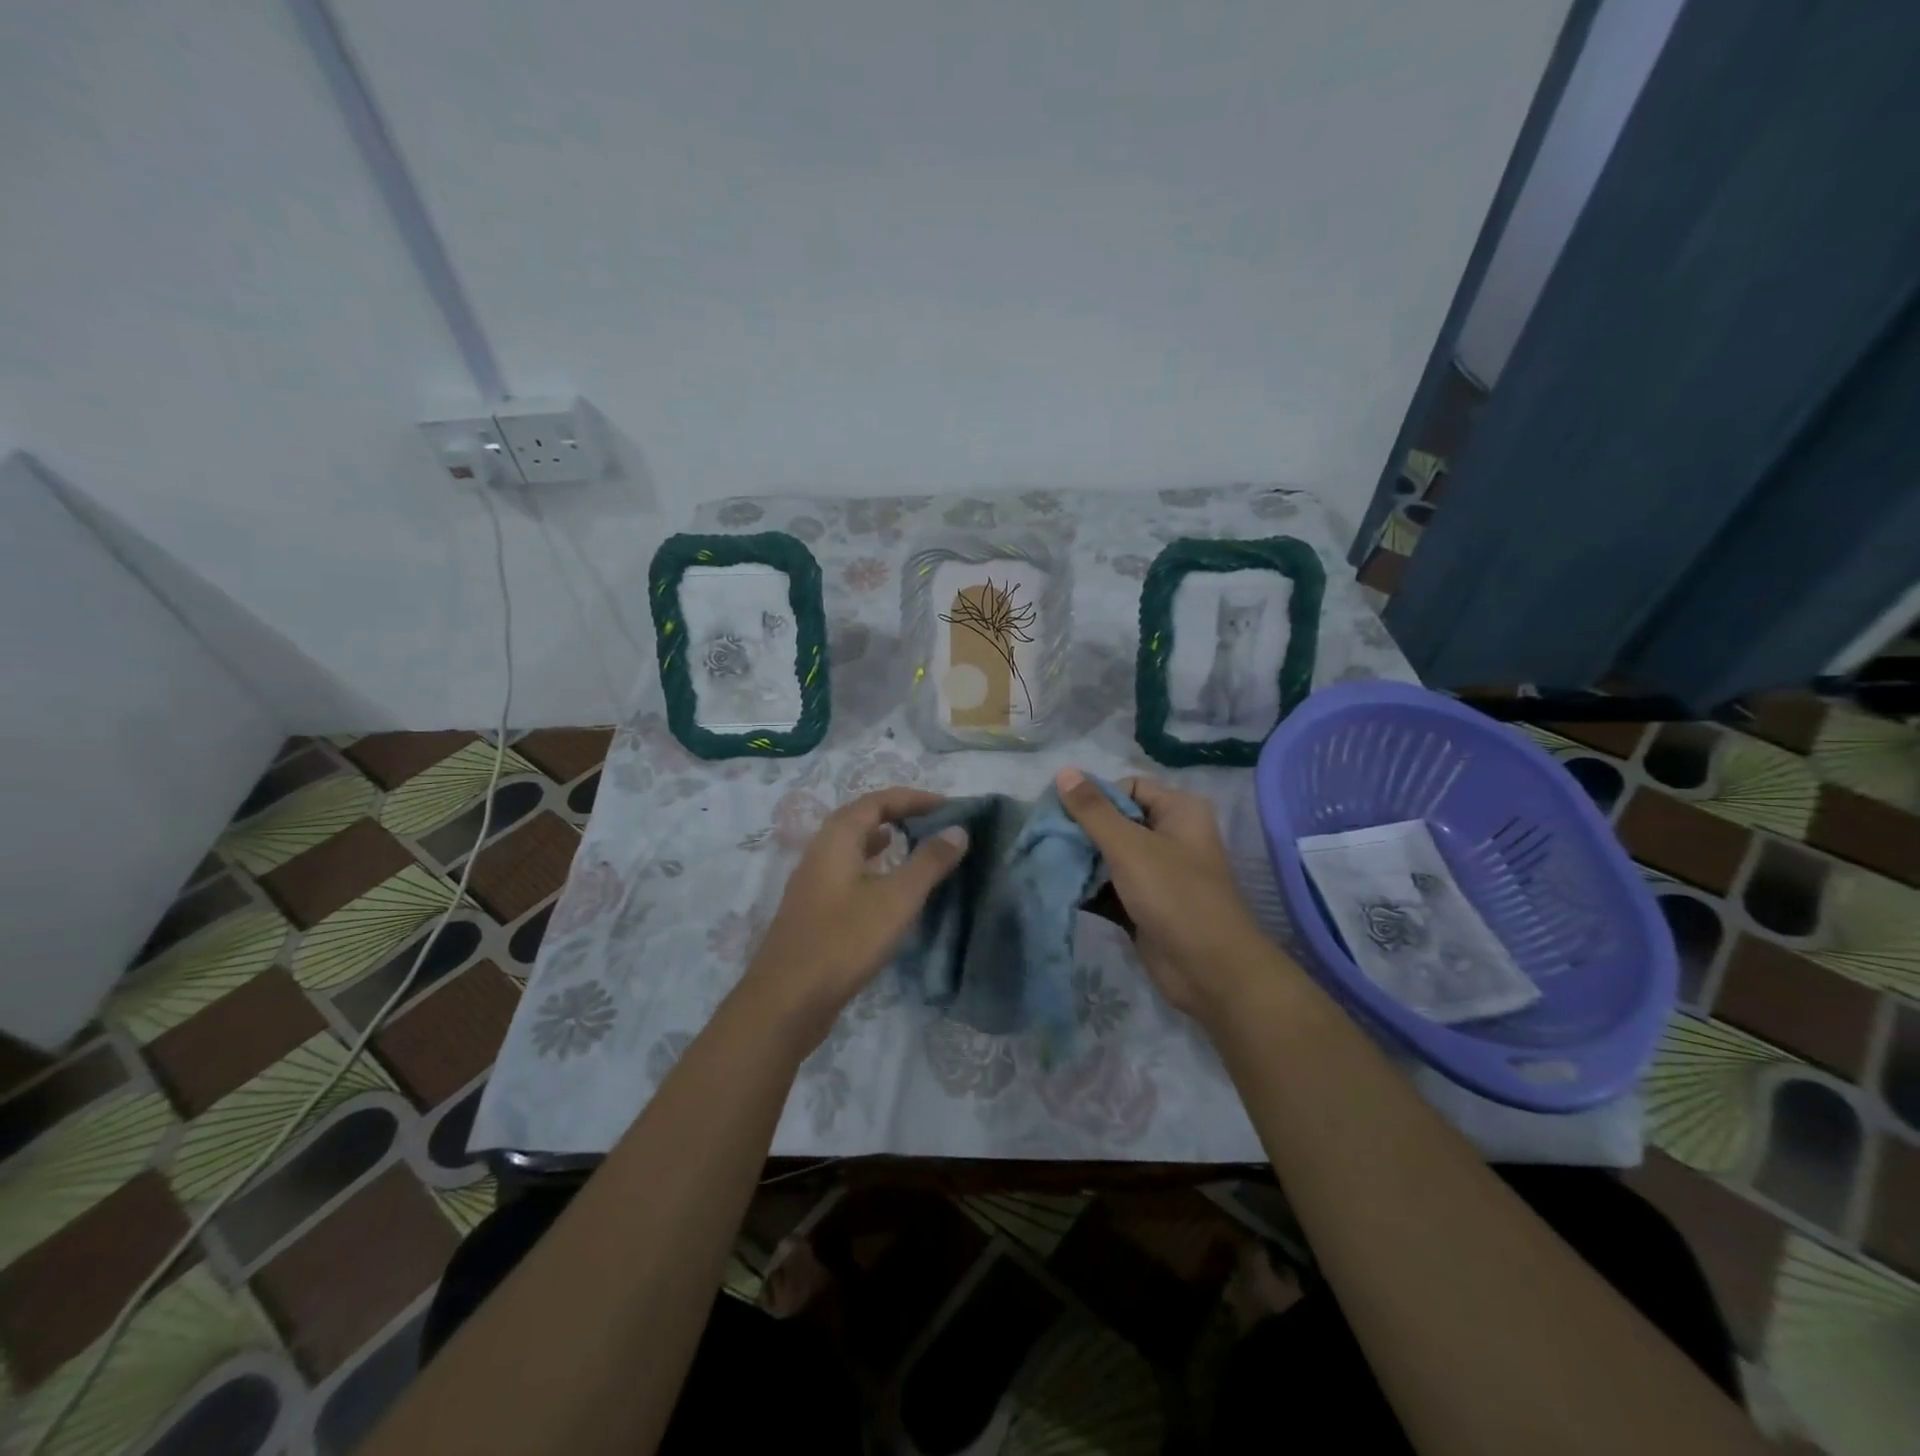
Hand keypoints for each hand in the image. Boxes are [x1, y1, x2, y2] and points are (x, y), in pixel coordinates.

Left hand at [738, 787, 967, 1047]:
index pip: (877, 801)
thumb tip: (958, 829)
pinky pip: (848, 871)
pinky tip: (888, 887)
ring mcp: (813, 882)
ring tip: (914, 844)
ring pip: (852, 846)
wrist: (787, 1001)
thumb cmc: (845, 941)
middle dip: (898, 814)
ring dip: (883, 839)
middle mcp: (820, 852)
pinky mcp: (814, 910)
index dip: (913, 798)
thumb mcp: (897, 899)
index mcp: (836, 838)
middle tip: (934, 822)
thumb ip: (929, 862)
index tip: (947, 806)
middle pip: (861, 818)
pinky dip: (873, 866)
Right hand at [1056, 768, 1282, 1020]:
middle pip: (1116, 821)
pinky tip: (1058, 889)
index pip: (1128, 788)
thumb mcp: (1129, 846)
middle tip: (1046, 839)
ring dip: (1081, 861)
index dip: (1096, 798)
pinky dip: (1088, 888)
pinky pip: (1110, 887)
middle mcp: (1171, 836)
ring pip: (1110, 856)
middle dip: (1081, 831)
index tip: (1062, 816)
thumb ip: (1093, 810)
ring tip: (1045, 862)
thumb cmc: (1174, 896)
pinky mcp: (1145, 905)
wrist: (1210, 971)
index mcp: (1179, 811)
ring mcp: (1158, 874)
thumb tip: (1063, 771)